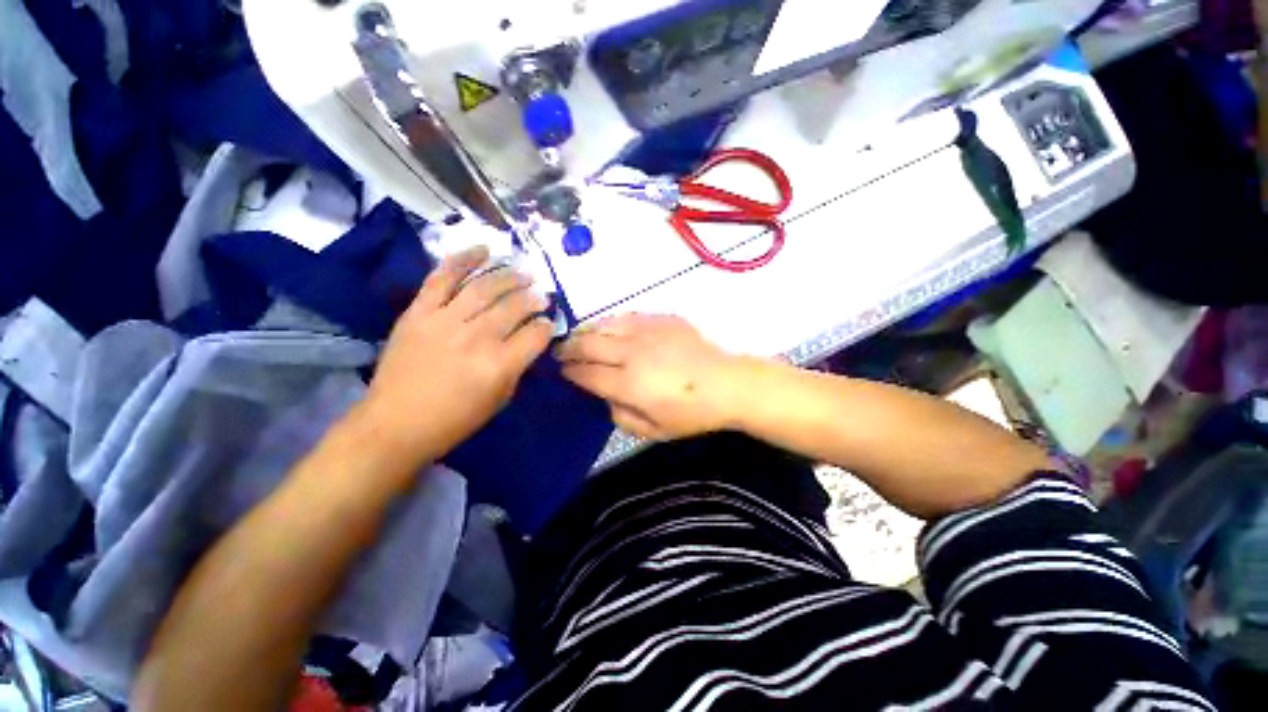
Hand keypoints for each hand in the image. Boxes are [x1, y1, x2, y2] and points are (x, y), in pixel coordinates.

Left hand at [359, 247, 553, 462]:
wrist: (394, 424)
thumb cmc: (454, 419)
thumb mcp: (500, 399)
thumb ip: (518, 367)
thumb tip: (529, 341)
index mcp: (499, 365)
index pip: (536, 334)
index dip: (547, 327)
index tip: (549, 324)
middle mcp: (476, 337)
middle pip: (514, 306)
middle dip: (534, 298)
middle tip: (542, 295)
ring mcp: (445, 320)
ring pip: (485, 287)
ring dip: (510, 276)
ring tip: (524, 273)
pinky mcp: (419, 312)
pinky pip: (442, 278)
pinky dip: (463, 259)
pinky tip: (484, 250)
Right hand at [556, 314, 745, 439]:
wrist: (728, 384)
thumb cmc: (692, 414)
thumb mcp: (654, 431)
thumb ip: (621, 416)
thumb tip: (605, 397)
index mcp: (629, 383)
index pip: (587, 374)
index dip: (570, 372)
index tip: (561, 372)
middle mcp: (633, 352)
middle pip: (589, 344)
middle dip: (569, 348)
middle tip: (561, 352)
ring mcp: (648, 331)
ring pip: (605, 324)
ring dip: (587, 331)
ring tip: (580, 337)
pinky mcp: (662, 319)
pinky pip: (628, 316)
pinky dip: (612, 322)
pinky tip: (610, 328)